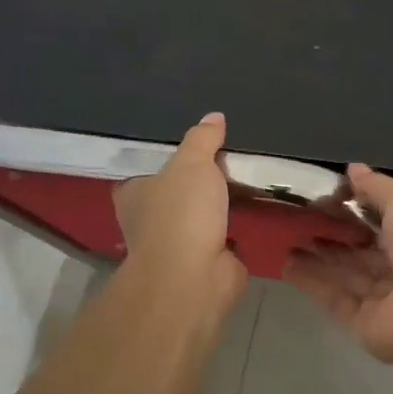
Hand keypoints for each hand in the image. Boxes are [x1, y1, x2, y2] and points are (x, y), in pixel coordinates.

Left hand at [113, 114, 248, 312]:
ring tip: (250, 183)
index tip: (195, 151)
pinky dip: (238, 229)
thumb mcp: (192, 163)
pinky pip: (225, 238)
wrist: (194, 276)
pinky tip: (259, 212)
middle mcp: (149, 222)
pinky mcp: (206, 263)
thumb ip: (203, 140)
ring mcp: (177, 246)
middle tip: (231, 162)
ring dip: (221, 208)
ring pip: (201, 218)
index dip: (168, 162)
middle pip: (176, 195)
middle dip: (199, 185)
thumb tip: (214, 117)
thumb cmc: (181, 213)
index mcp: (134, 196)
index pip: (145, 173)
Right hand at [285, 164, 392, 364]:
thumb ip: (377, 187)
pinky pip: (333, 298)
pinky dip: (311, 281)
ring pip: (345, 273)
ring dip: (317, 257)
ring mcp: (382, 297)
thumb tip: (353, 169)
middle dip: (334, 234)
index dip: (357, 207)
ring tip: (287, 238)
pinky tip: (287, 264)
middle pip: (362, 249)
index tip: (326, 195)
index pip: (385, 220)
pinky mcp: (362, 321)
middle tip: (300, 217)